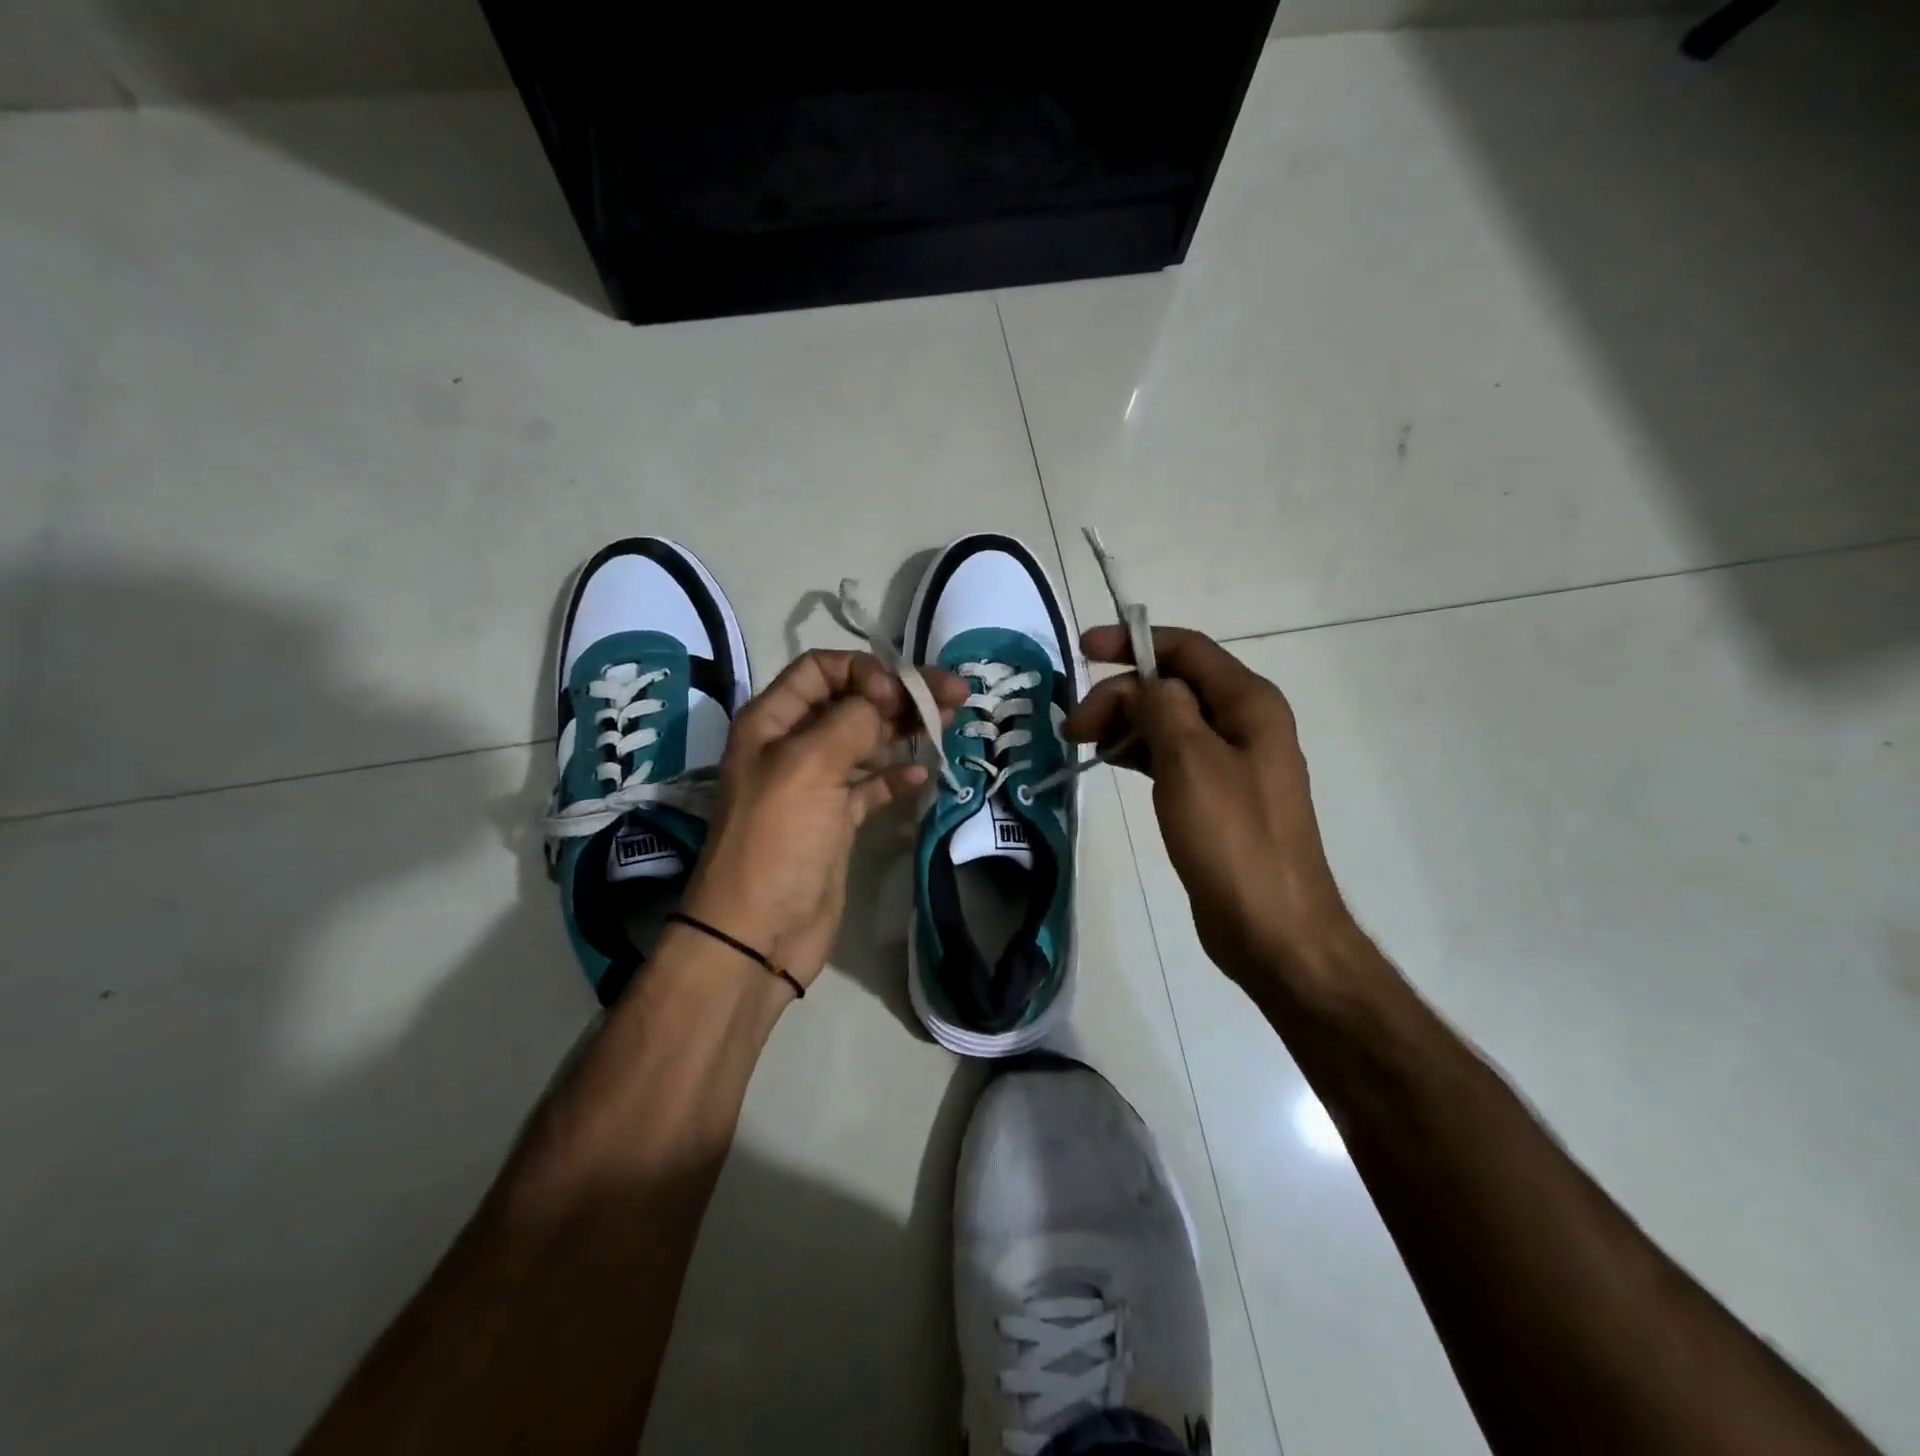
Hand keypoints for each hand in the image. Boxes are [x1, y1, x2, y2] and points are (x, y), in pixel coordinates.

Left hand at [682, 650, 965, 991]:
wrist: (759, 933)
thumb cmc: (777, 841)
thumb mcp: (807, 767)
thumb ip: (850, 721)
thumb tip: (884, 698)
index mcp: (772, 722)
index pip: (821, 669)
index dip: (863, 672)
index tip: (896, 696)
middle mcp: (793, 745)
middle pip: (852, 701)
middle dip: (901, 693)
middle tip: (955, 692)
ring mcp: (817, 784)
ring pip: (866, 740)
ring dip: (905, 728)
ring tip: (951, 719)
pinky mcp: (837, 820)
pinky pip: (871, 785)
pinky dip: (896, 775)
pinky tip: (922, 773)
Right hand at [1065, 626, 1355, 987]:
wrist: (1272, 927)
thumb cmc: (1233, 838)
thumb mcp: (1190, 761)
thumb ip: (1163, 707)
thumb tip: (1144, 685)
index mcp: (1249, 703)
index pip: (1186, 650)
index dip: (1133, 642)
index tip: (1083, 651)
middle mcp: (1244, 723)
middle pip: (1174, 686)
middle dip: (1121, 694)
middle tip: (1074, 727)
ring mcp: (1232, 761)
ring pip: (1169, 721)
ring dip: (1126, 723)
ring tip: (1083, 744)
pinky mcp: (1216, 796)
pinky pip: (1172, 756)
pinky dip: (1139, 752)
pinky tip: (1110, 762)